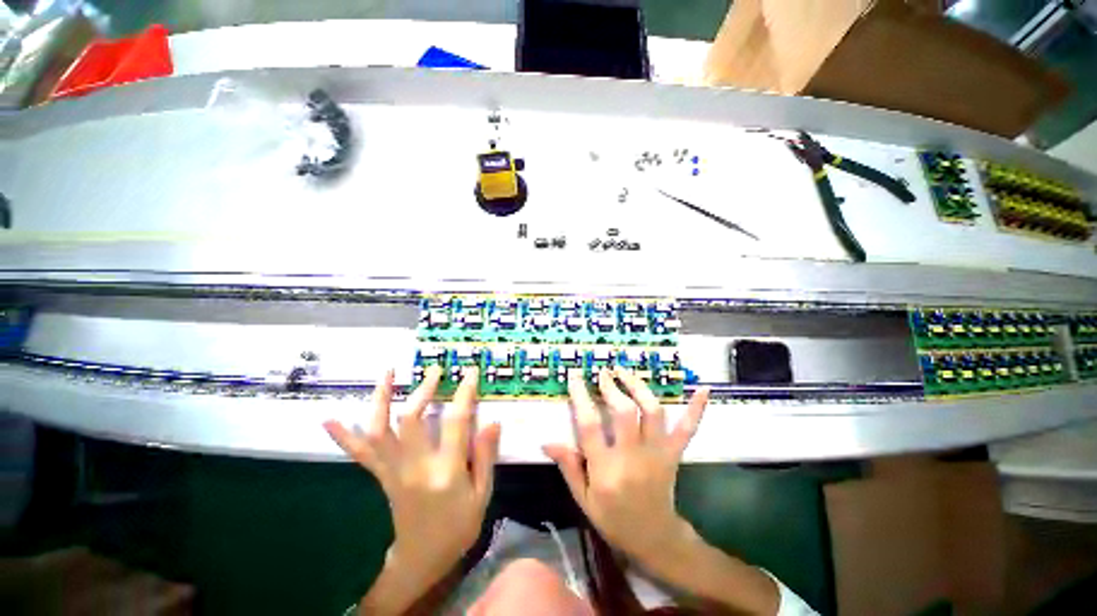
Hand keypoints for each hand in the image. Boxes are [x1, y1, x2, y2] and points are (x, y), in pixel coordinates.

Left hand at [325, 365, 500, 587]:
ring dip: (381, 398)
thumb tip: (492, 421)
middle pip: (410, 419)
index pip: (456, 422)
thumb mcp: (482, 495)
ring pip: (379, 430)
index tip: (469, 372)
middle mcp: (415, 467)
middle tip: (435, 370)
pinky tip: (330, 419)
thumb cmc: (457, 528)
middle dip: (422, 389)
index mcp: (446, 471)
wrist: (420, 560)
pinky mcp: (381, 477)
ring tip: (388, 373)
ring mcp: (392, 471)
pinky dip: (344, 436)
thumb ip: (486, 457)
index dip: (464, 393)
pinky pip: (360, 453)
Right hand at [543, 368, 708, 564]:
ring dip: (639, 386)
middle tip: (603, 372)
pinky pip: (687, 429)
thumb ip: (568, 466)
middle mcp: (632, 457)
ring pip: (652, 411)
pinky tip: (702, 389)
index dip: (581, 397)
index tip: (575, 376)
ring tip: (625, 372)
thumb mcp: (583, 499)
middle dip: (612, 386)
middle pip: (624, 412)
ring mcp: (657, 453)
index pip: (590, 426)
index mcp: (606, 470)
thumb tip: (547, 440)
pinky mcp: (674, 453)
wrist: (655, 538)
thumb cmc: (613, 519)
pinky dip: (695, 408)